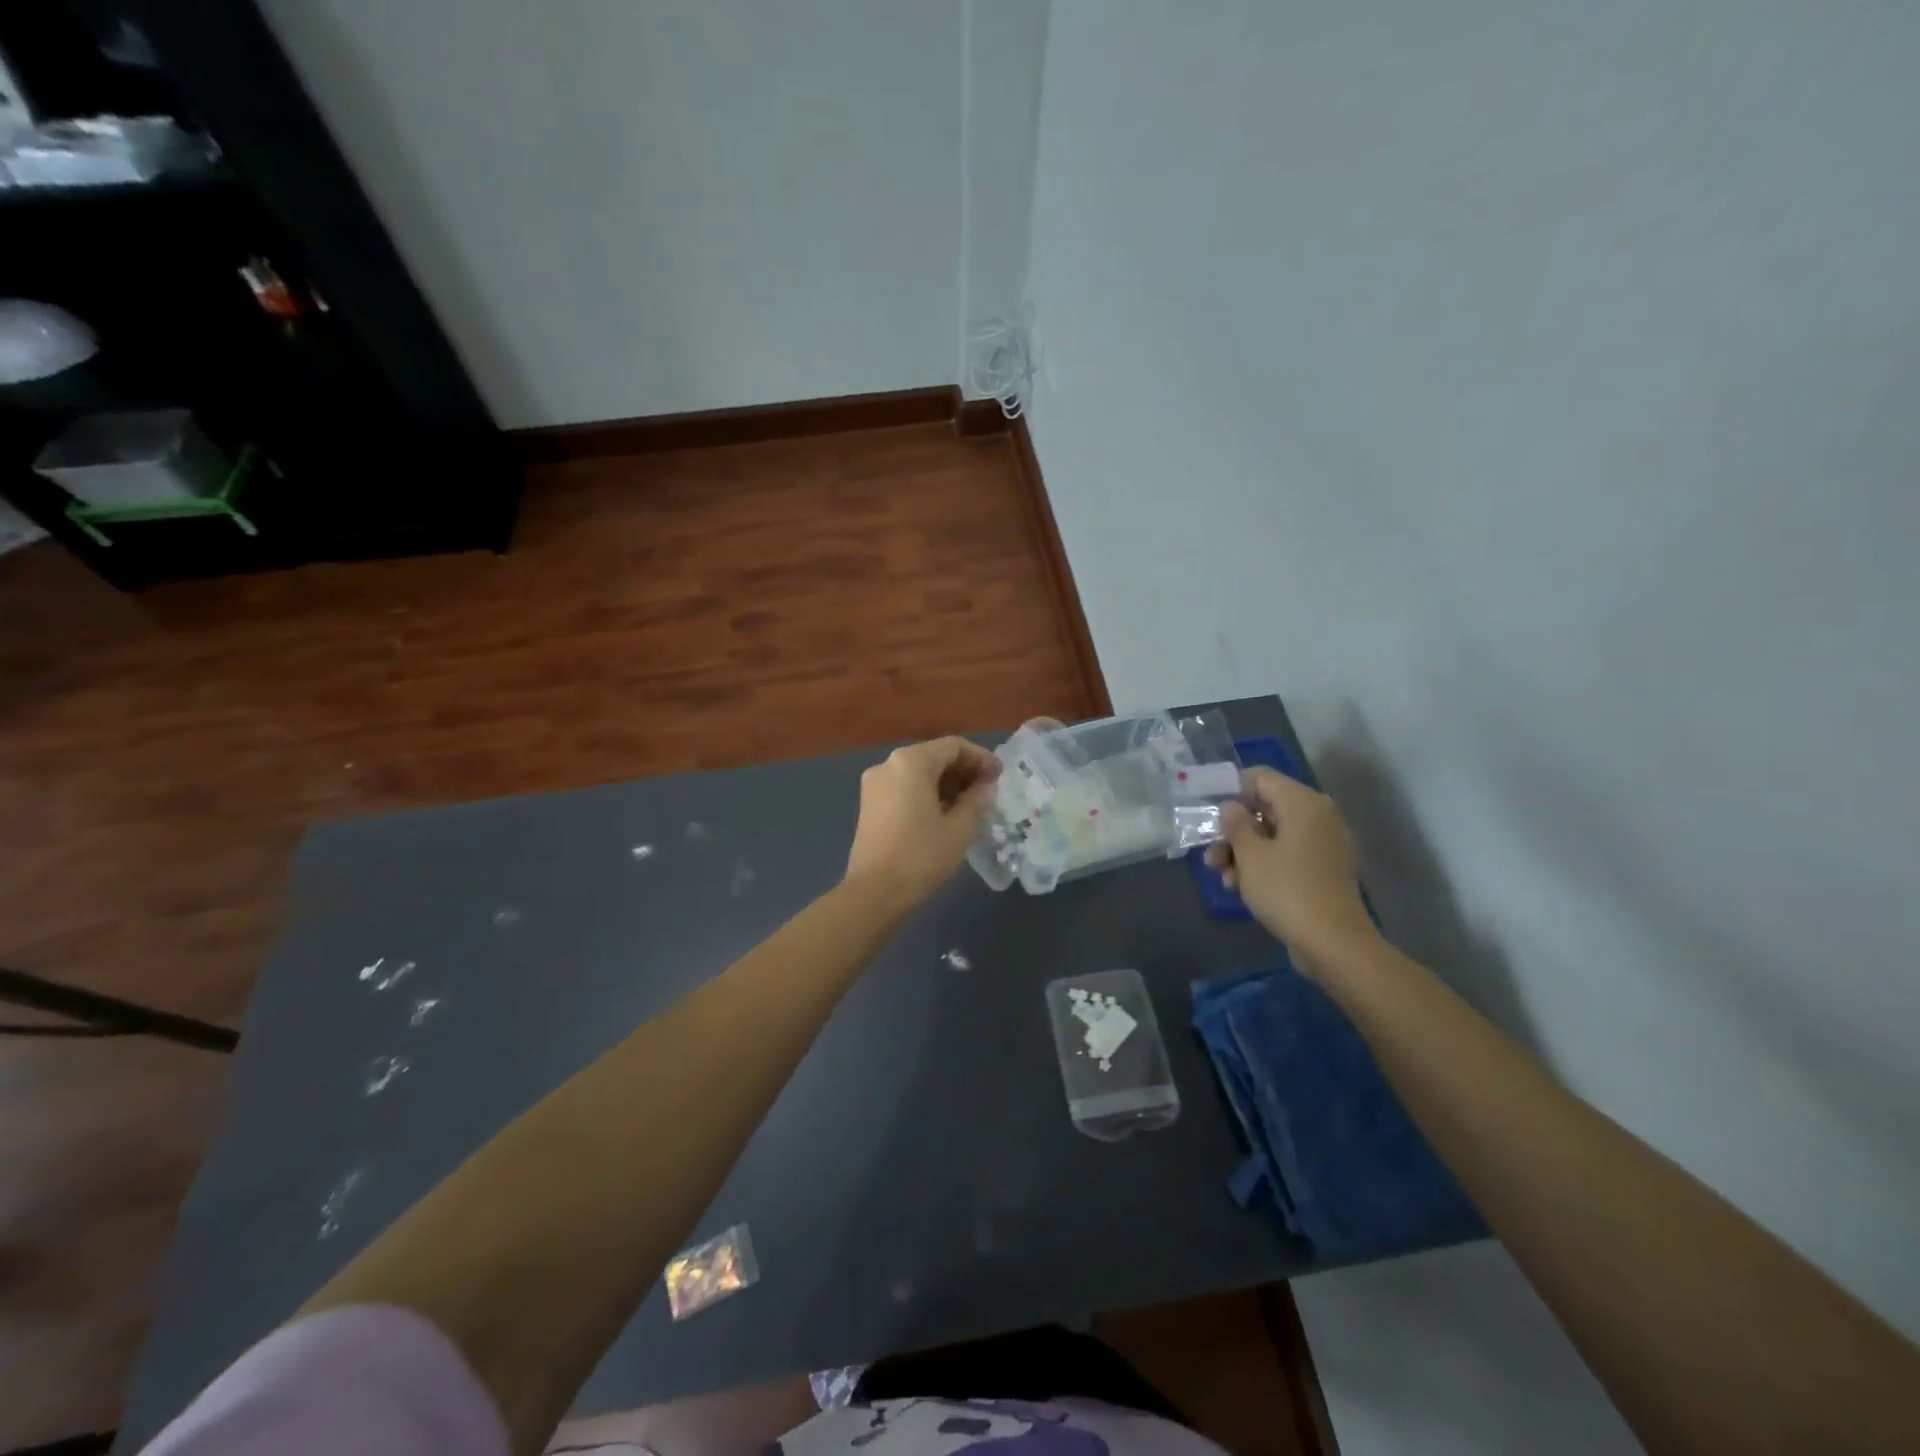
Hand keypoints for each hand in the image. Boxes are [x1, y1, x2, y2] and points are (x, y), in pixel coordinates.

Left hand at [844, 736, 1001, 908]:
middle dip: (963, 770)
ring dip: (946, 783)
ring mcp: (875, 784)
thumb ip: (977, 800)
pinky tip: (946, 813)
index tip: (1000, 776)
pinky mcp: (869, 804)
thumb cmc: (921, 856)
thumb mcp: (959, 828)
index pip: (953, 746)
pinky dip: (927, 793)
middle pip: (933, 756)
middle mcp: (888, 764)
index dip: (980, 758)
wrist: (874, 893)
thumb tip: (986, 787)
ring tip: (971, 804)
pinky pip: (904, 787)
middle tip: (988, 790)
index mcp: (910, 762)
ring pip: (918, 772)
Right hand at [1205, 767, 1377, 973]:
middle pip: (1266, 809)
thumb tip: (1231, 807)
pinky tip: (1242, 887)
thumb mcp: (1249, 855)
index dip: (1231, 790)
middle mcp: (1319, 816)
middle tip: (1211, 856)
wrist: (1333, 943)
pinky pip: (1289, 855)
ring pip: (1275, 835)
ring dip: (1245, 852)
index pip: (1261, 778)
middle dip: (1234, 831)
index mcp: (1303, 803)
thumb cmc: (1286, 889)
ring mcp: (1325, 844)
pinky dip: (1265, 865)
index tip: (1210, 814)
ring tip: (1223, 878)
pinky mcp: (1325, 870)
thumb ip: (1235, 825)